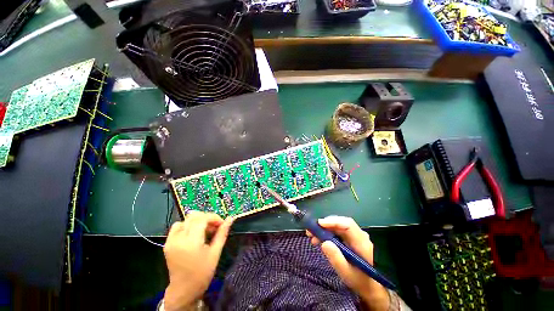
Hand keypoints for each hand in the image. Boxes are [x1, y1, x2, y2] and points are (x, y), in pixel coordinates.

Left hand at [163, 211, 233, 310]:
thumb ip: (222, 233)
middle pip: (194, 216)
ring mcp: (171, 240)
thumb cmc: (202, 273)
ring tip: (204, 231)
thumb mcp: (215, 253)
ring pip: (186, 220)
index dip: (214, 218)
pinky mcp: (167, 243)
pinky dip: (187, 225)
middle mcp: (178, 238)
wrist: (184, 290)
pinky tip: (193, 234)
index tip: (222, 224)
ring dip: (197, 221)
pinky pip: (177, 226)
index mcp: (191, 242)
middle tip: (214, 227)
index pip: (202, 218)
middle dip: (207, 218)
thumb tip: (231, 218)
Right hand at [306, 216, 388, 310]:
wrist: (369, 286)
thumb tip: (324, 242)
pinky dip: (326, 233)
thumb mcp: (346, 273)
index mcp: (362, 243)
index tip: (319, 224)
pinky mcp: (349, 238)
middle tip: (310, 231)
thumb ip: (336, 258)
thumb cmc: (358, 280)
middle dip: (324, 225)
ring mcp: (354, 235)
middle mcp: (359, 235)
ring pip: (337, 226)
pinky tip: (319, 239)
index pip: (348, 225)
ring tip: (312, 236)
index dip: (333, 221)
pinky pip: (337, 231)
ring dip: (323, 229)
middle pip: (341, 223)